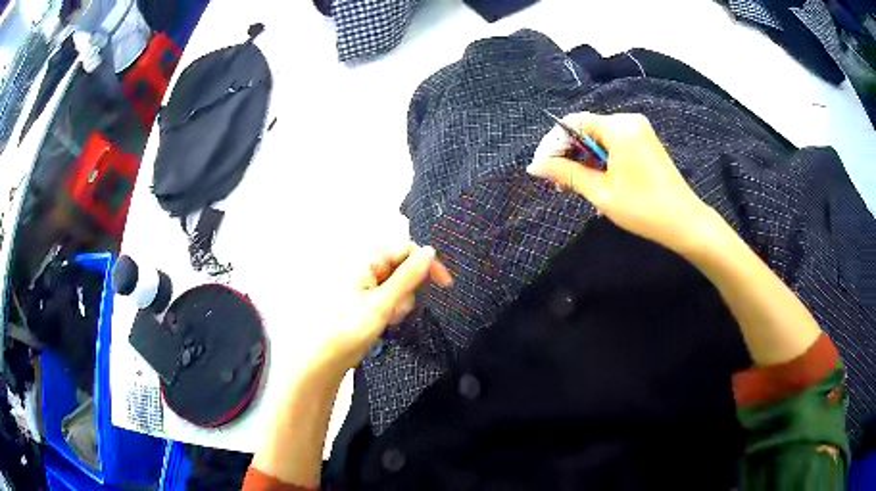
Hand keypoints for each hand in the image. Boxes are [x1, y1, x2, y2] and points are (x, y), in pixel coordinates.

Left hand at [313, 243, 452, 374]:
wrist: (330, 354)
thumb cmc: (352, 328)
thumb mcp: (384, 303)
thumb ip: (408, 276)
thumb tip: (430, 251)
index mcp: (367, 260)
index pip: (407, 248)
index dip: (427, 264)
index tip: (445, 284)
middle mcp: (368, 266)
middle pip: (405, 266)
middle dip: (410, 289)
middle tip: (400, 310)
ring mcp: (368, 282)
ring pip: (401, 283)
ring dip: (403, 301)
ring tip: (390, 319)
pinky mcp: (369, 296)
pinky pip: (393, 295)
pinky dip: (395, 307)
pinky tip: (387, 321)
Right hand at [527, 112, 712, 253]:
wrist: (684, 222)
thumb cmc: (644, 209)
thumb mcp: (602, 192)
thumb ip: (567, 174)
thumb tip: (535, 166)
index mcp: (619, 128)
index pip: (574, 123)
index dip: (554, 143)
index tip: (541, 167)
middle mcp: (628, 121)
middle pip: (586, 128)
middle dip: (568, 153)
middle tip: (557, 183)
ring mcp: (638, 131)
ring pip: (598, 138)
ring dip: (583, 159)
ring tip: (575, 187)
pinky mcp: (644, 142)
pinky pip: (613, 143)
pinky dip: (600, 159)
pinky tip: (596, 180)